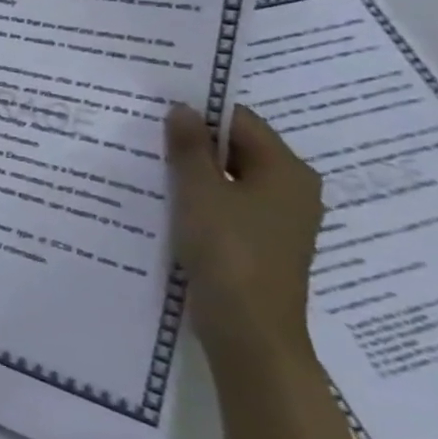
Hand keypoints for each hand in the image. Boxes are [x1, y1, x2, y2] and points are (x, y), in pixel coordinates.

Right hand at [163, 103, 322, 367]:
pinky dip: (200, 200)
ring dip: (194, 173)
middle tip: (145, 135)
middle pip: (238, 150)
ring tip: (148, 167)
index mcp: (287, 171)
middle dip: (193, 144)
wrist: (249, 330)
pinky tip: (166, 203)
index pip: (241, 122)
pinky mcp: (261, 244)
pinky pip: (228, 206)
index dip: (200, 112)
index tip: (157, 109)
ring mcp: (279, 220)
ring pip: (230, 180)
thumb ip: (189, 148)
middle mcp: (292, 190)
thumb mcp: (199, 192)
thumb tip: (182, 109)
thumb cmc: (228, 251)